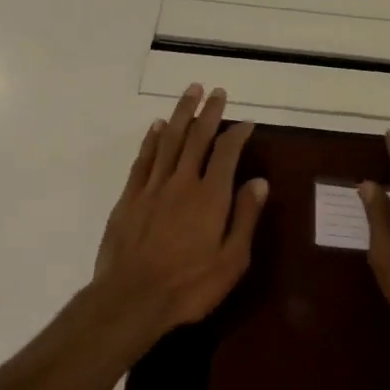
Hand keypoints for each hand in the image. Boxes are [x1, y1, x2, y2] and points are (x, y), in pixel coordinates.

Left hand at [92, 84, 267, 336]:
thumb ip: (245, 217)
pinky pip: (144, 159)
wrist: (131, 299)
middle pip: (197, 137)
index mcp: (211, 196)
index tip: (246, 121)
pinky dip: (152, 138)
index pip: (227, 153)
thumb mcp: (231, 261)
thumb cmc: (189, 286)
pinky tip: (158, 125)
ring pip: (169, 140)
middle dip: (208, 112)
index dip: (237, 133)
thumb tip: (260, 181)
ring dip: (181, 113)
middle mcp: (182, 182)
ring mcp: (153, 186)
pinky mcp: (129, 197)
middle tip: (216, 91)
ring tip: (190, 92)